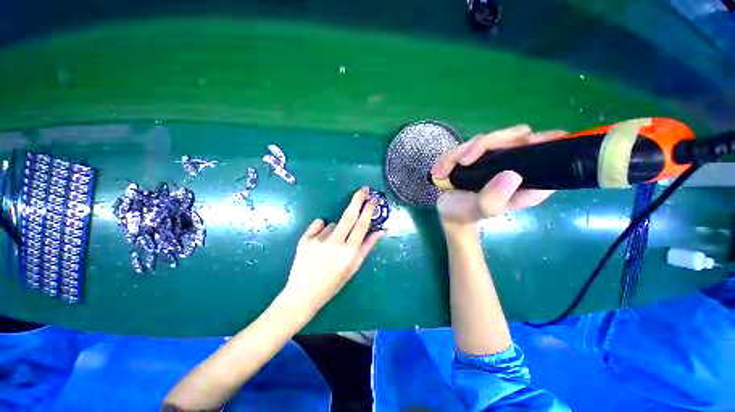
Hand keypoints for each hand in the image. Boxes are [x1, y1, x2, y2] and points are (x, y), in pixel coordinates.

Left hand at [284, 187, 384, 312]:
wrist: (302, 294)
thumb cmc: (333, 283)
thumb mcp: (353, 267)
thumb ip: (367, 247)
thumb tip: (381, 230)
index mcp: (349, 253)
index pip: (362, 225)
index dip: (369, 210)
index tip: (373, 199)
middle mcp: (334, 244)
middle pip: (349, 215)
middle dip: (358, 199)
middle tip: (364, 189)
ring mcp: (318, 240)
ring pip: (333, 224)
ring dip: (336, 230)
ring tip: (329, 247)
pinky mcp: (304, 238)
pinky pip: (319, 226)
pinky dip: (322, 231)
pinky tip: (319, 245)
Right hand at [431, 125, 565, 224]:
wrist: (449, 211)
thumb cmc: (467, 213)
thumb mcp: (479, 210)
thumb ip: (494, 198)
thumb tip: (512, 175)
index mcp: (528, 182)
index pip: (548, 153)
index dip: (542, 142)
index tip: (520, 144)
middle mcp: (516, 165)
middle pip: (515, 136)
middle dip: (484, 145)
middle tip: (462, 161)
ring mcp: (497, 158)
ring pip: (486, 139)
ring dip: (460, 152)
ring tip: (441, 172)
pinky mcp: (480, 155)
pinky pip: (468, 145)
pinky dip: (451, 156)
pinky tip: (439, 171)